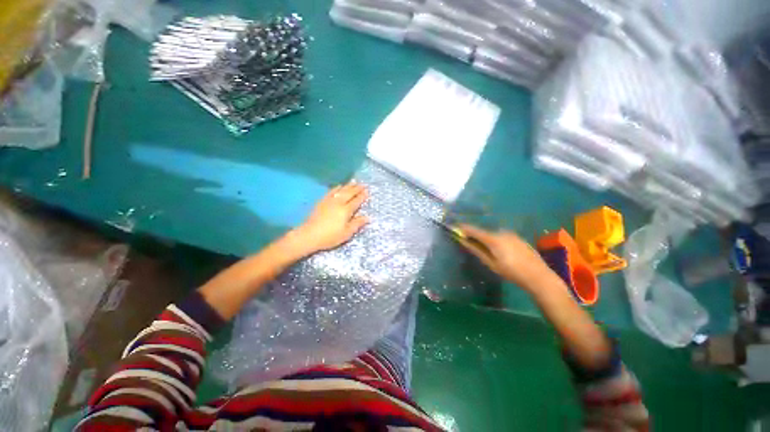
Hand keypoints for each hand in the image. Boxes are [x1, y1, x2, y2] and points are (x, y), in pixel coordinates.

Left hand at [292, 181, 368, 254]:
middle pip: (349, 193)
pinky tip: (339, 186)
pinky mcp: (321, 201)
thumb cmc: (330, 236)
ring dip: (348, 186)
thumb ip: (357, 224)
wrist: (309, 235)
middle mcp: (338, 203)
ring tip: (354, 182)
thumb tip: (367, 217)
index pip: (356, 201)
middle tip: (363, 184)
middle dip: (357, 188)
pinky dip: (337, 188)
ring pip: (341, 190)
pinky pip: (331, 191)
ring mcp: (329, 201)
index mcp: (346, 210)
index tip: (367, 191)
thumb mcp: (347, 233)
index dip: (362, 196)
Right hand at [455, 224, 553, 291]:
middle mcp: (501, 232)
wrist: (538, 276)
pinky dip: (496, 241)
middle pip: (483, 232)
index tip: (454, 227)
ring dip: (487, 239)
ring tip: (487, 251)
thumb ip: (476, 250)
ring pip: (493, 235)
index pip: (474, 230)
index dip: (463, 228)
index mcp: (493, 239)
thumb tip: (463, 241)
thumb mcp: (491, 263)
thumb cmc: (511, 272)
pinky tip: (501, 252)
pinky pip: (502, 237)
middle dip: (475, 236)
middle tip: (470, 243)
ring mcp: (511, 234)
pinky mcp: (518, 238)